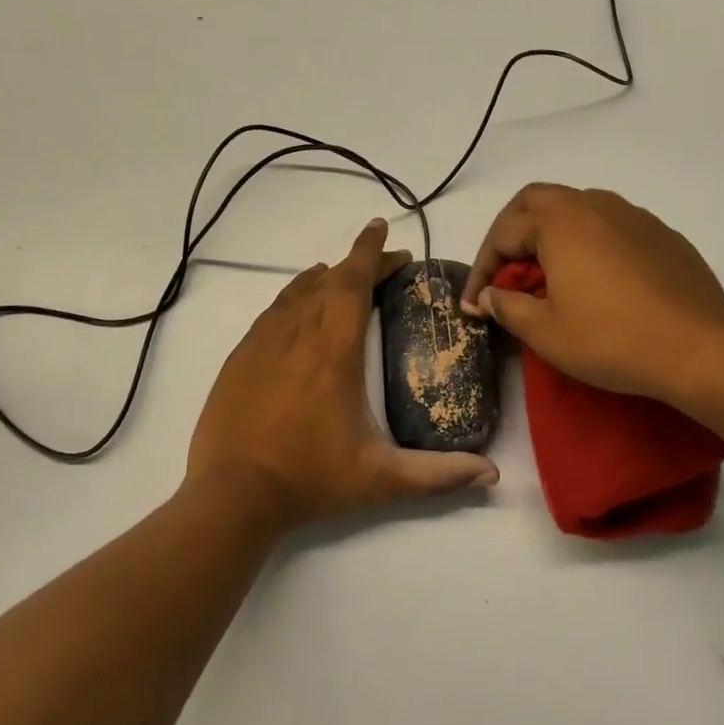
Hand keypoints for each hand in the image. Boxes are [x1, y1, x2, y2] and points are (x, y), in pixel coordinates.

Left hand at [186, 218, 499, 528]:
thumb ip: (438, 474)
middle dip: (358, 262)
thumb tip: (492, 475)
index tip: (383, 229)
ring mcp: (263, 341)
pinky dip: (294, 296)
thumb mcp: (380, 479)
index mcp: (334, 350)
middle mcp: (298, 333)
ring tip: (343, 275)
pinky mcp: (240, 355)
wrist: (232, 495)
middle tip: (384, 262)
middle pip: (329, 280)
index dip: (370, 251)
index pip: (353, 281)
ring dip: (325, 277)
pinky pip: (274, 310)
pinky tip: (300, 306)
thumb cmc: (311, 479)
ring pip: (298, 291)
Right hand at [462, 184, 723, 408]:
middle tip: (503, 272)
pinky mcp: (661, 234)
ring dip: (550, 235)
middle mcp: (594, 205)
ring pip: (576, 210)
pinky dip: (587, 244)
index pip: (503, 232)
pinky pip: (610, 227)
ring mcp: (632, 216)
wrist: (700, 349)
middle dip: (510, 234)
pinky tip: (594, 280)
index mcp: (559, 221)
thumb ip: (508, 307)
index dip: (481, 269)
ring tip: (545, 275)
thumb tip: (490, 295)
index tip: (474, 304)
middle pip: (536, 203)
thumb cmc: (612, 338)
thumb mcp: (546, 333)